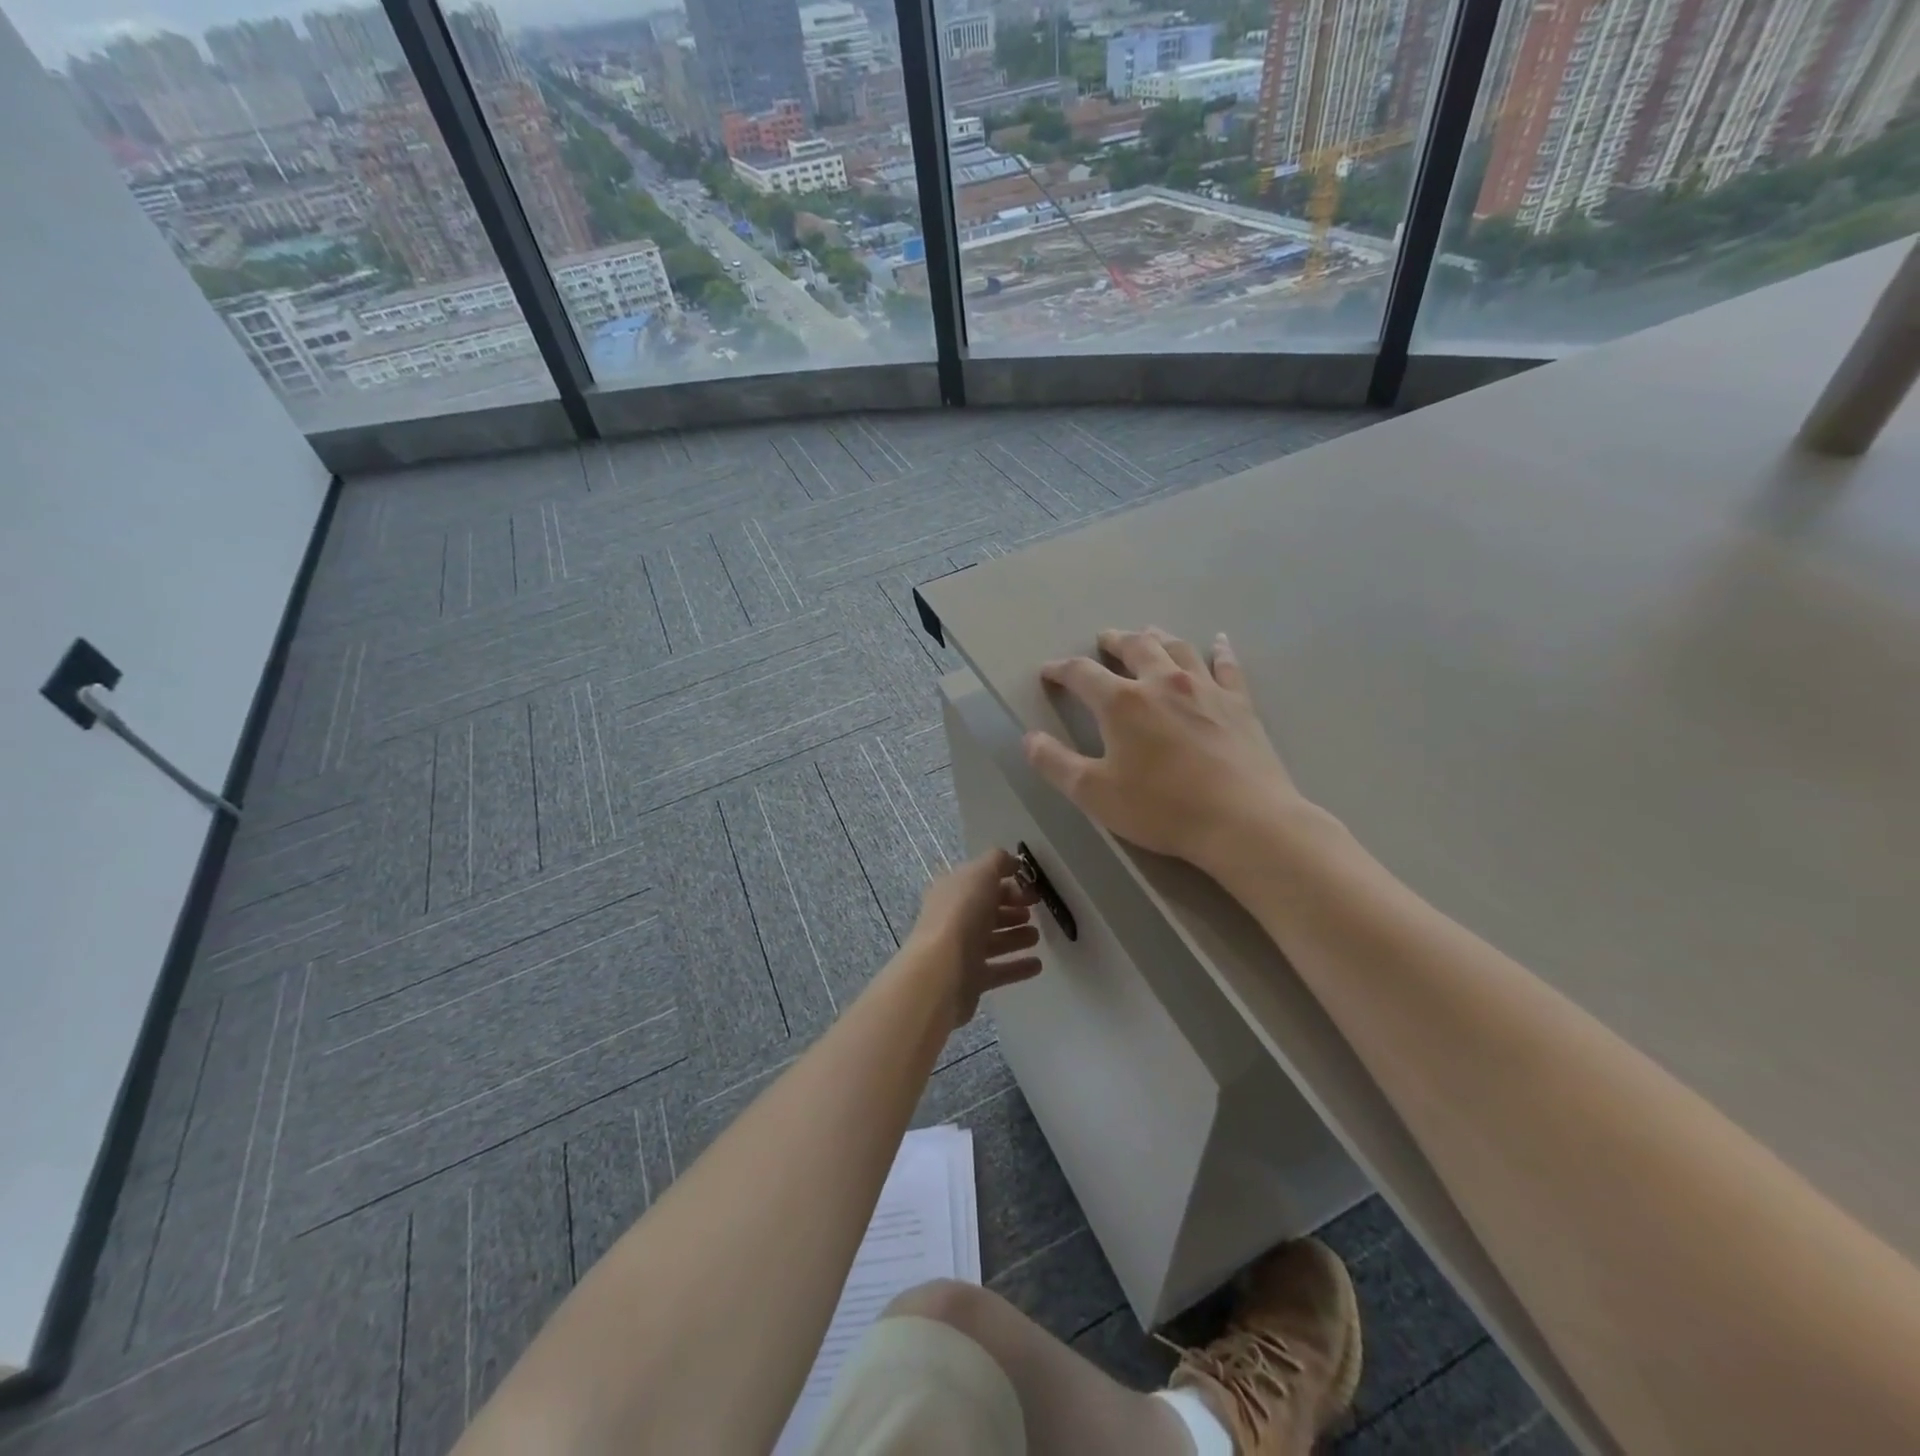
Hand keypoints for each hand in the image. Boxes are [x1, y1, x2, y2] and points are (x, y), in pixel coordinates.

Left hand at [905, 848, 1042, 1025]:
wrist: (942, 970)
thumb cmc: (962, 914)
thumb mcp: (981, 874)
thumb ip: (997, 862)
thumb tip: (1012, 861)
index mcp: (952, 890)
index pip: (981, 881)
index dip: (1006, 881)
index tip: (1031, 886)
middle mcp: (954, 918)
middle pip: (986, 910)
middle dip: (1011, 908)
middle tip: (1036, 909)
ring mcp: (961, 950)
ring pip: (992, 940)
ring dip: (1015, 936)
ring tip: (1036, 936)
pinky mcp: (971, 979)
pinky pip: (999, 970)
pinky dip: (1017, 966)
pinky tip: (1037, 965)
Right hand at [1023, 627, 1306, 868]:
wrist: (1244, 821)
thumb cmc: (1162, 808)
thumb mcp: (1094, 793)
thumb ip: (1055, 763)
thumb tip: (1028, 738)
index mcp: (1122, 703)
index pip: (1082, 673)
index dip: (1061, 670)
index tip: (1049, 671)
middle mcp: (1162, 683)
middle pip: (1134, 647)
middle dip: (1114, 641)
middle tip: (1104, 638)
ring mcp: (1205, 689)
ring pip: (1177, 648)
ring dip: (1157, 637)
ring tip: (1148, 633)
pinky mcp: (1239, 704)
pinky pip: (1227, 666)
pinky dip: (1219, 650)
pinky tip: (1218, 641)